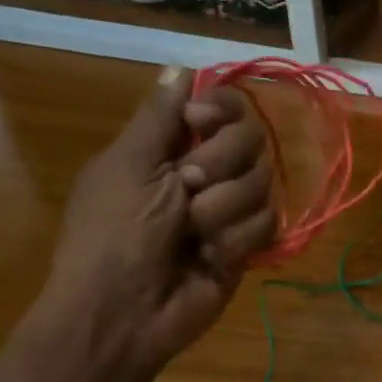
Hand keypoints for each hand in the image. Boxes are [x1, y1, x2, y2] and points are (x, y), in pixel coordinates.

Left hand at [37, 66, 274, 381]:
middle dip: (221, 162)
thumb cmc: (113, 234)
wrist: (126, 312)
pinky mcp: (249, 241)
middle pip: (251, 137)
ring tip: (193, 234)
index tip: (199, 122)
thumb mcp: (127, 167)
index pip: (221, 105)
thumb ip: (158, 117)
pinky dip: (236, 239)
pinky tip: (211, 257)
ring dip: (223, 208)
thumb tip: (179, 69)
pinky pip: (268, 221)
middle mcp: (207, 169)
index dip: (220, 108)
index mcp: (171, 146)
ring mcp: (231, 206)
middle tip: (188, 186)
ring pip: (263, 181)